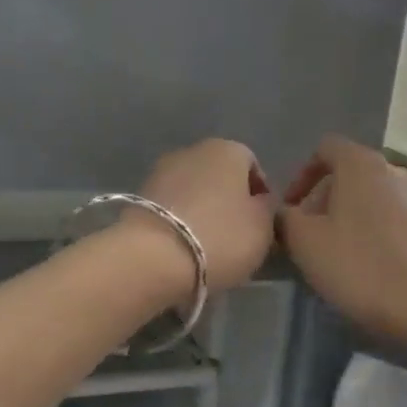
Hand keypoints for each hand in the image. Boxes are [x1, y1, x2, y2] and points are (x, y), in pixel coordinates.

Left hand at [136, 138, 275, 293]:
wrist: (153, 258)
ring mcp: (160, 172)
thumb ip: (267, 208)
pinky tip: (183, 248)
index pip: (252, 165)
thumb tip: (259, 201)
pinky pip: (171, 209)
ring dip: (202, 212)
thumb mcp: (263, 226)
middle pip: (220, 177)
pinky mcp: (138, 198)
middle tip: (236, 236)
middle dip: (228, 202)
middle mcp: (192, 151)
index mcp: (227, 149)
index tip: (261, 224)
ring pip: (193, 192)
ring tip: (208, 246)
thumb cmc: (221, 237)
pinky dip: (180, 222)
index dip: (260, 195)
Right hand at [277, 135, 406, 345]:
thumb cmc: (358, 265)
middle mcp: (393, 171)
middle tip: (307, 235)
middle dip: (323, 201)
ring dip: (347, 219)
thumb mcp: (304, 242)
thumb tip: (285, 213)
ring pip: (371, 199)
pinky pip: (390, 221)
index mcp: (361, 164)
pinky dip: (371, 234)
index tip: (291, 209)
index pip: (325, 149)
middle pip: (349, 175)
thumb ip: (285, 219)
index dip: (301, 175)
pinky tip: (364, 267)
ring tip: (333, 254)